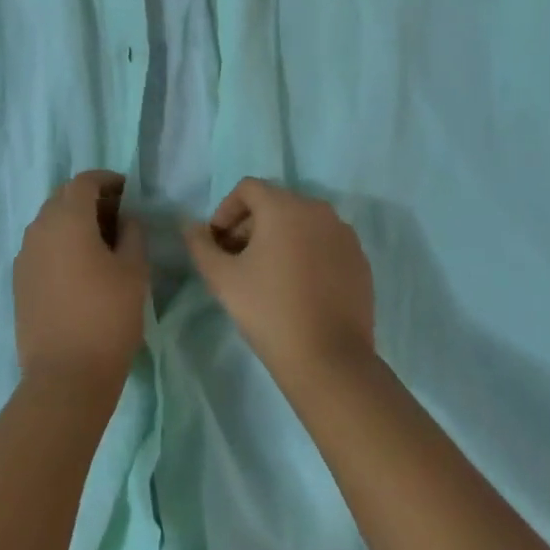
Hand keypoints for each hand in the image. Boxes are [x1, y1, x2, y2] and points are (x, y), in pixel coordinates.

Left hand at [13, 171, 147, 392]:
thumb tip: (126, 218)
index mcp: (67, 218)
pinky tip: (80, 269)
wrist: (65, 377)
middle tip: (118, 218)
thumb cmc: (107, 317)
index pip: (84, 181)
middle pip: (64, 198)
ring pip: (50, 222)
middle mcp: (39, 228)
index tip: (129, 192)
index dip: (108, 181)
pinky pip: (41, 247)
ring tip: (102, 244)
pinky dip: (60, 244)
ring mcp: (25, 255)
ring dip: (74, 222)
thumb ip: (132, 233)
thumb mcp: (134, 270)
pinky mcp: (19, 280)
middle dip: (90, 200)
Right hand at [185, 178, 374, 388]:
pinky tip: (297, 287)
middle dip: (250, 225)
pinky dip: (306, 253)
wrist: (329, 361)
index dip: (226, 210)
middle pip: (275, 204)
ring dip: (279, 238)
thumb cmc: (269, 311)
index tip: (217, 243)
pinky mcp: (360, 260)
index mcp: (284, 206)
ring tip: (266, 274)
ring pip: (302, 223)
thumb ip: (201, 245)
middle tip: (236, 260)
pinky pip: (324, 243)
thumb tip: (190, 226)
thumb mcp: (222, 279)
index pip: (248, 189)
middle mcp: (318, 210)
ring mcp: (344, 235)